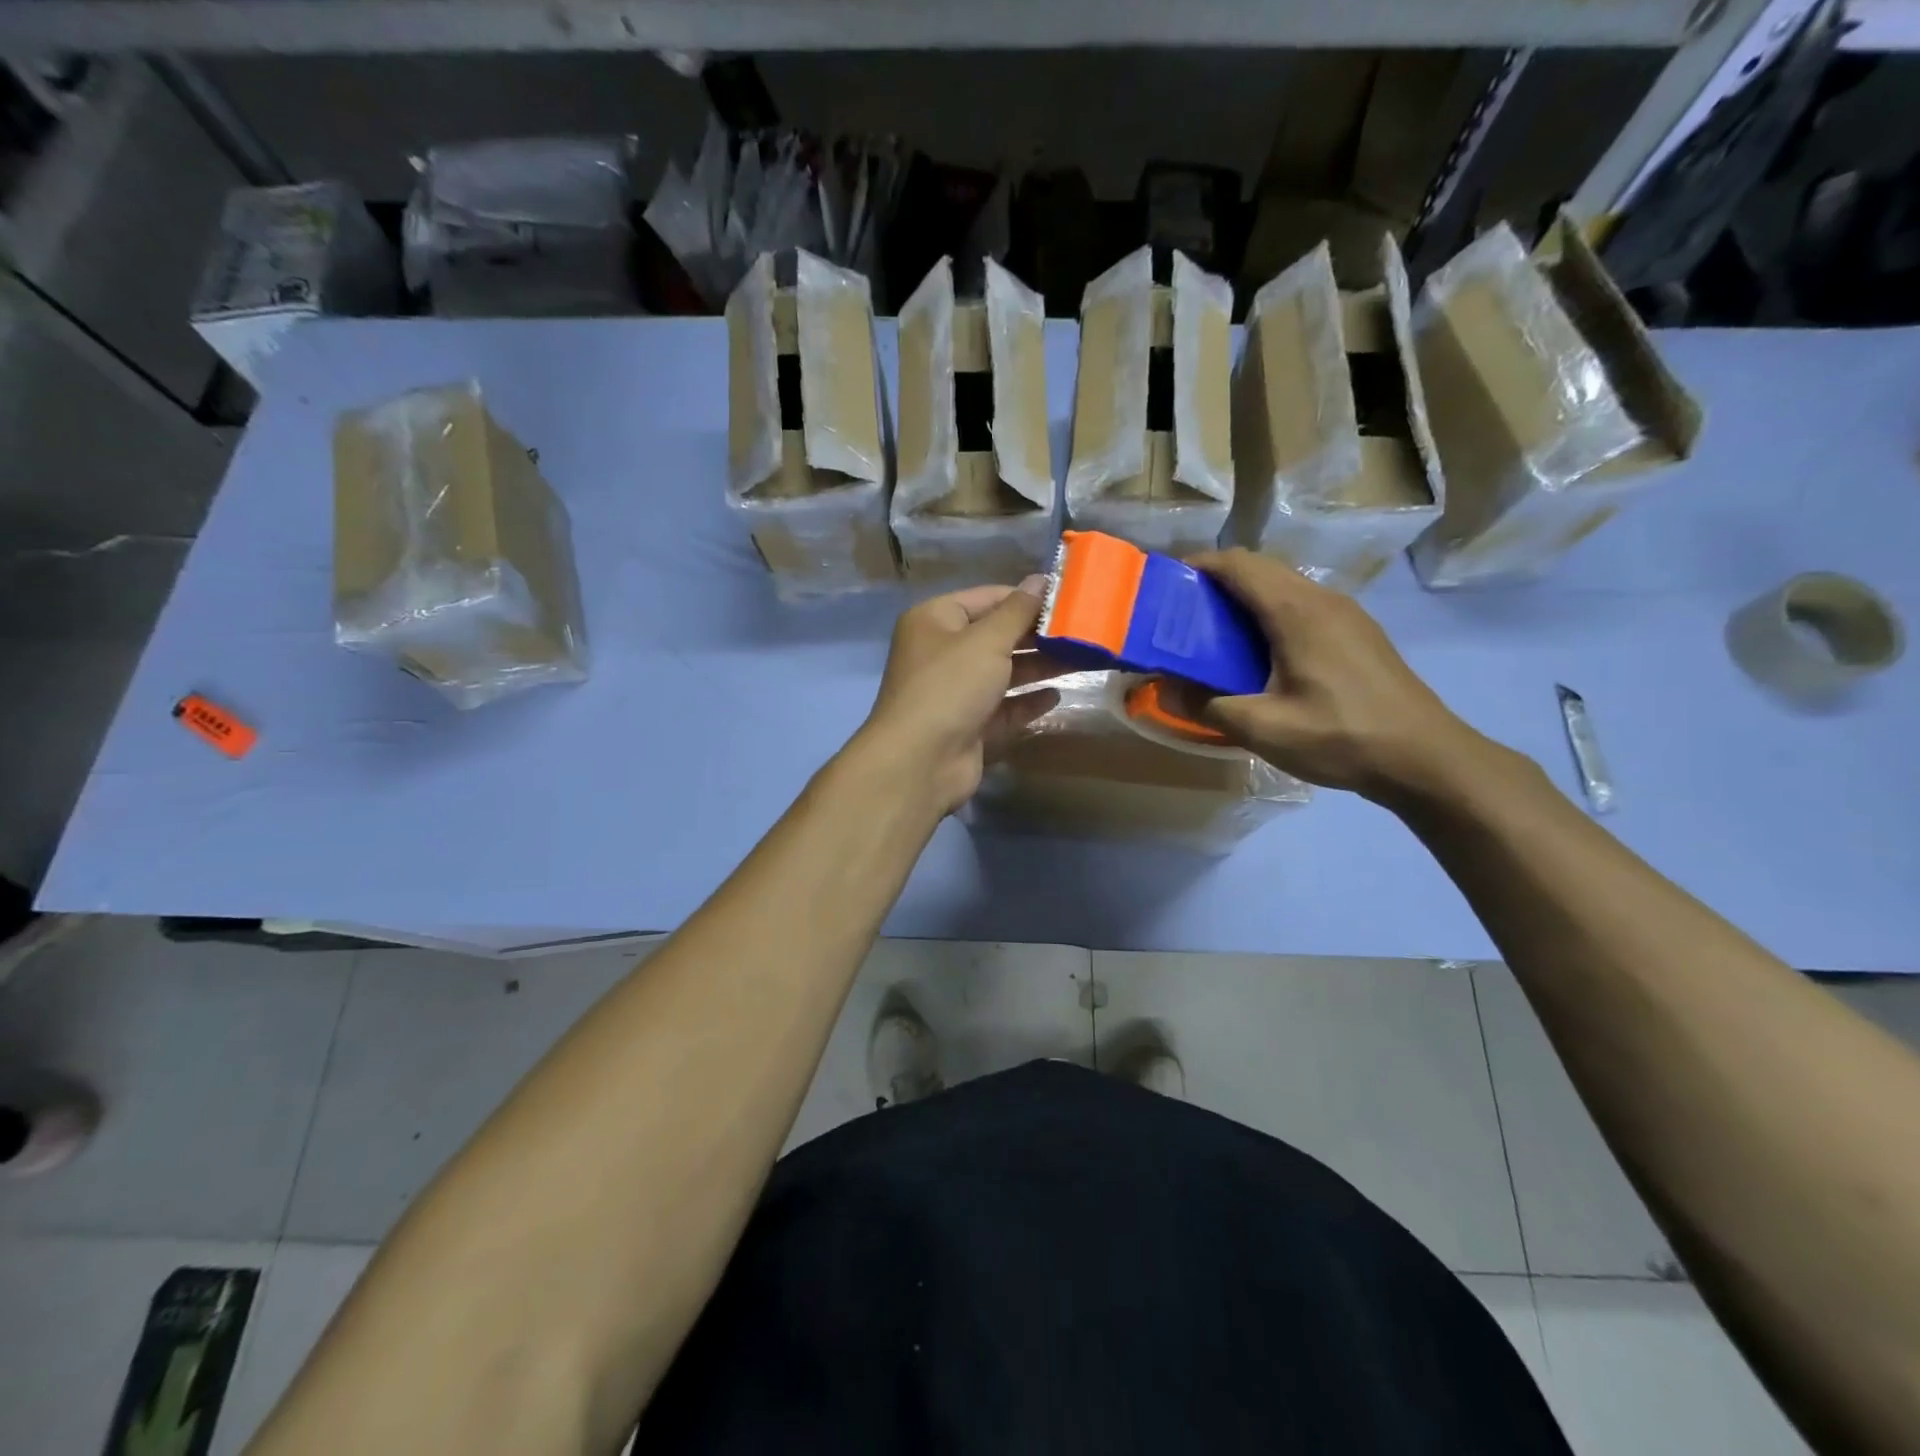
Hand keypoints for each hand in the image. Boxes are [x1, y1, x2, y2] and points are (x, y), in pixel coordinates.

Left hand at [854, 579, 1064, 815]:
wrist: (920, 761)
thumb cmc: (950, 686)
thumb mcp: (987, 640)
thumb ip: (1018, 611)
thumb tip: (1041, 580)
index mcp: (935, 620)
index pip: (988, 597)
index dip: (1027, 598)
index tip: (1069, 600)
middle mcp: (942, 652)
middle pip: (997, 635)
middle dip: (1038, 635)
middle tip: (1084, 632)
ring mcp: (955, 691)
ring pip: (1003, 672)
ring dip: (1039, 667)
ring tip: (1083, 660)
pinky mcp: (969, 725)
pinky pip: (1003, 706)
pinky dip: (1027, 701)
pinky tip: (1056, 696)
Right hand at [1168, 549, 1493, 803]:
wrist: (1425, 758)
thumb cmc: (1341, 737)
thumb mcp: (1263, 729)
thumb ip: (1206, 705)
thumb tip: (1161, 689)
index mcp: (1296, 611)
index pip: (1238, 564)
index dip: (1197, 566)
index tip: (1164, 586)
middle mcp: (1322, 599)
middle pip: (1260, 568)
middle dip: (1216, 581)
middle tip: (1181, 615)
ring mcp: (1346, 613)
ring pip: (1284, 585)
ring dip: (1245, 597)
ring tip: (1213, 634)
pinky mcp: (1358, 633)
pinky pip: (1302, 605)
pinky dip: (1269, 613)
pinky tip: (1260, 654)